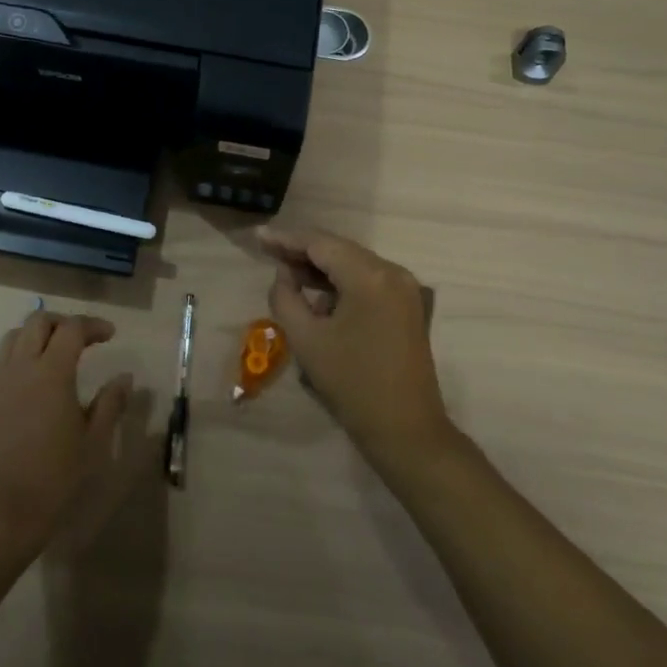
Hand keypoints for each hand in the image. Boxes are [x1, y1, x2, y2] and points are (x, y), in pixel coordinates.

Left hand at [0, 311, 132, 562]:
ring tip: (53, 354)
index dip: (93, 325)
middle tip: (82, 339)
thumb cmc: (56, 477)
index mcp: (52, 372)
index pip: (72, 329)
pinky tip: (27, 381)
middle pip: (38, 321)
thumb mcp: (94, 441)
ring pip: (13, 338)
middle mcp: (20, 367)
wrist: (2, 513)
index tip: (110, 335)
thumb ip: (110, 403)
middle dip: (62, 322)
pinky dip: (15, 358)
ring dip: (36, 336)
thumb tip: (124, 376)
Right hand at [261, 227, 453, 465]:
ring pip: (354, 264)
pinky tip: (317, 294)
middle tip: (268, 251)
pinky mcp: (407, 305)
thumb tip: (285, 274)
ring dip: (321, 267)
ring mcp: (404, 288)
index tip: (259, 237)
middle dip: (303, 251)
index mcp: (369, 276)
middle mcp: (392, 272)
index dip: (287, 239)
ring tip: (286, 271)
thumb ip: (286, 297)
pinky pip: (368, 281)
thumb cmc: (352, 384)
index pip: (321, 244)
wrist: (406, 429)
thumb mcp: (307, 339)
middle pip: (339, 249)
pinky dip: (341, 282)